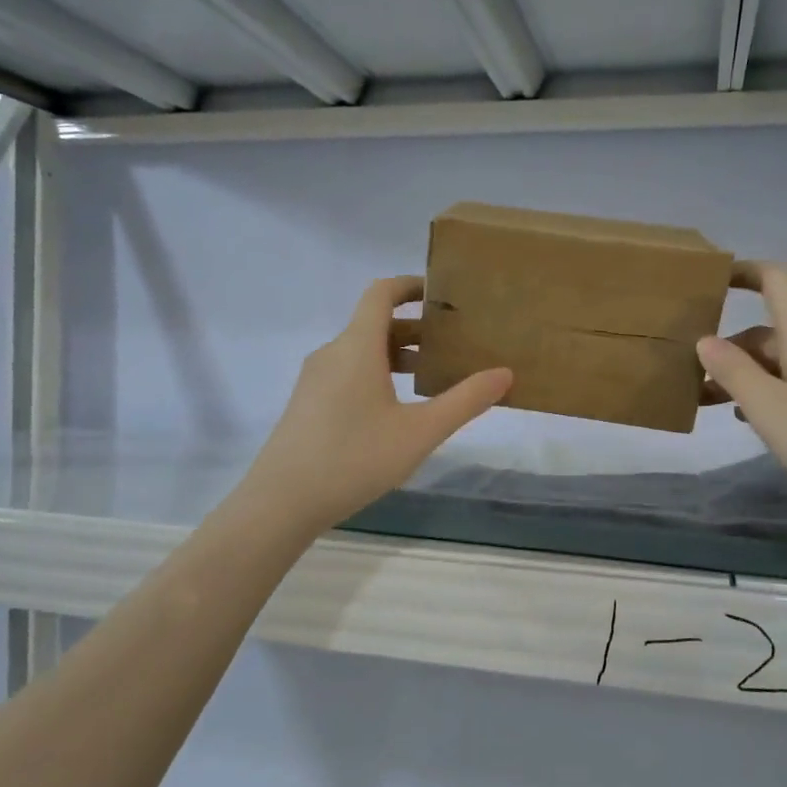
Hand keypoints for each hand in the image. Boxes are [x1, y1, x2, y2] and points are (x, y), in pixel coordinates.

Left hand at [240, 277, 513, 532]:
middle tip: (454, 346)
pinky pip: (347, 373)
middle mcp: (332, 353)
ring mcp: (315, 379)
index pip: (381, 293)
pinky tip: (396, 412)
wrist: (282, 501)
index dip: (411, 285)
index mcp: (357, 346)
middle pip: (375, 324)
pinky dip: (376, 376)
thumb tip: (504, 374)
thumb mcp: (420, 432)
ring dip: (397, 357)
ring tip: (432, 380)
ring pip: (361, 352)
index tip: (443, 295)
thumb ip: (465, 401)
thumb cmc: (355, 458)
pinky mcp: (307, 404)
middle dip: (416, 330)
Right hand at [698, 262, 786, 534]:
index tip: (709, 281)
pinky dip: (770, 396)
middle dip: (729, 348)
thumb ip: (734, 372)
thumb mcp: (772, 409)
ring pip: (783, 364)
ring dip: (746, 377)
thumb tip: (706, 339)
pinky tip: (755, 423)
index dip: (744, 272)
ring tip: (710, 403)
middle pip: (771, 331)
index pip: (777, 281)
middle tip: (688, 376)